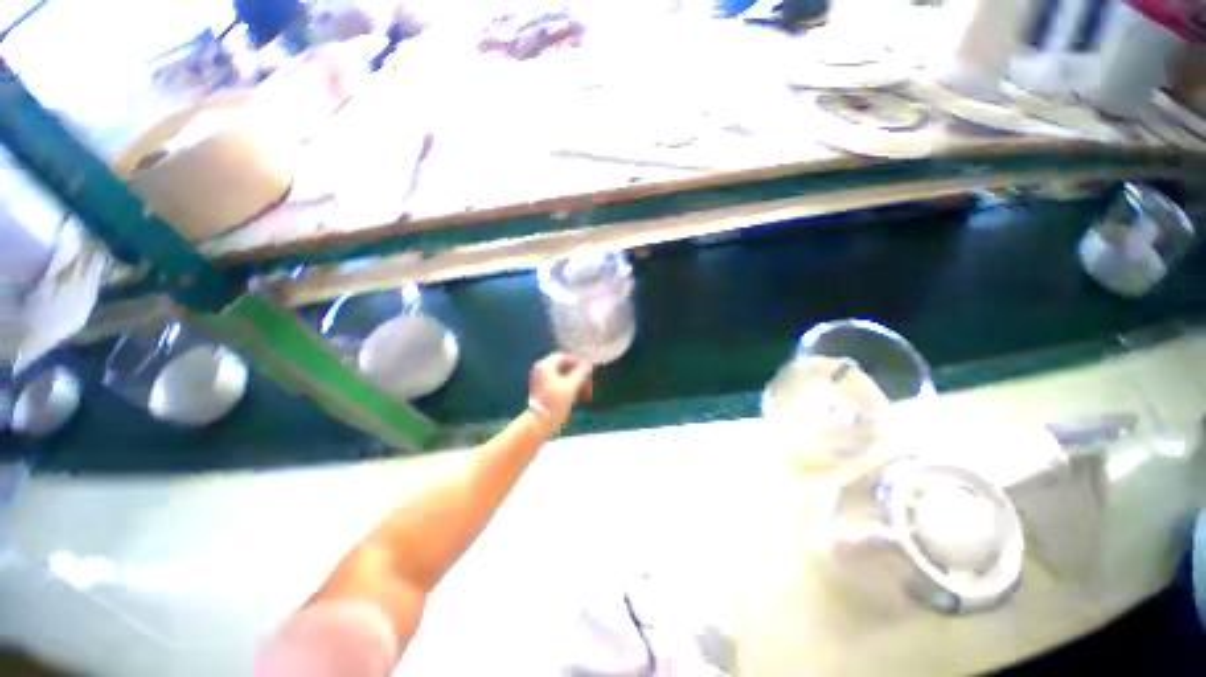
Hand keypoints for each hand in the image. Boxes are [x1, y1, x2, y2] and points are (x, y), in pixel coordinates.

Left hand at [528, 353, 593, 426]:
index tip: (589, 368)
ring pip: (561, 376)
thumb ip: (581, 372)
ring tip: (586, 390)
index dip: (577, 362)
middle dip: (577, 373)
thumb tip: (588, 364)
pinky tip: (578, 396)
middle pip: (562, 367)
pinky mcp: (541, 391)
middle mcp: (541, 370)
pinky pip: (556, 384)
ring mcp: (540, 380)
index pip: (564, 357)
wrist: (539, 422)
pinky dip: (567, 387)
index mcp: (545, 365)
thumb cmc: (555, 402)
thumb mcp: (572, 386)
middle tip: (588, 380)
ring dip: (574, 381)